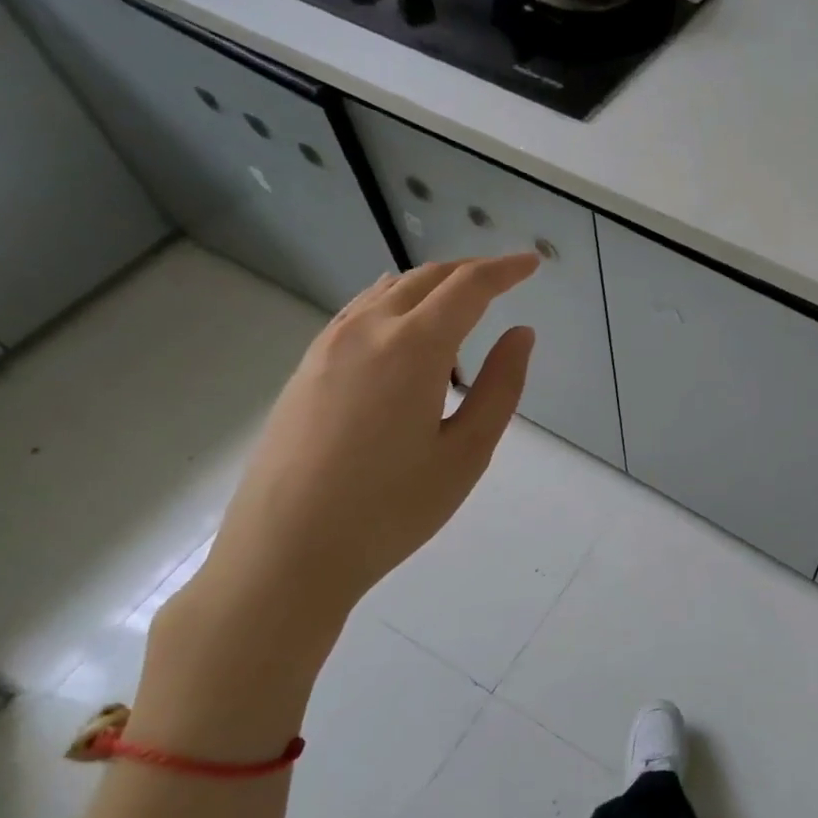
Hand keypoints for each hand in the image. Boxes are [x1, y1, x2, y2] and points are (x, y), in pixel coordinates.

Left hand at [179, 255, 538, 653]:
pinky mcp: (306, 368)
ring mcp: (328, 346)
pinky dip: (396, 305)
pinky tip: (406, 334)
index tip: (533, 263)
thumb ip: (500, 386)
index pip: (469, 287)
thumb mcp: (467, 453)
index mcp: (413, 348)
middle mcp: (367, 331)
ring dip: (433, 287)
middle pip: (427, 278)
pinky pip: (360, 312)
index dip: (506, 270)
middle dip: (472, 272)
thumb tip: (520, 334)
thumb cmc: (391, 509)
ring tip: (463, 311)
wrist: (285, 553)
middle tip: (506, 282)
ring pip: (390, 290)